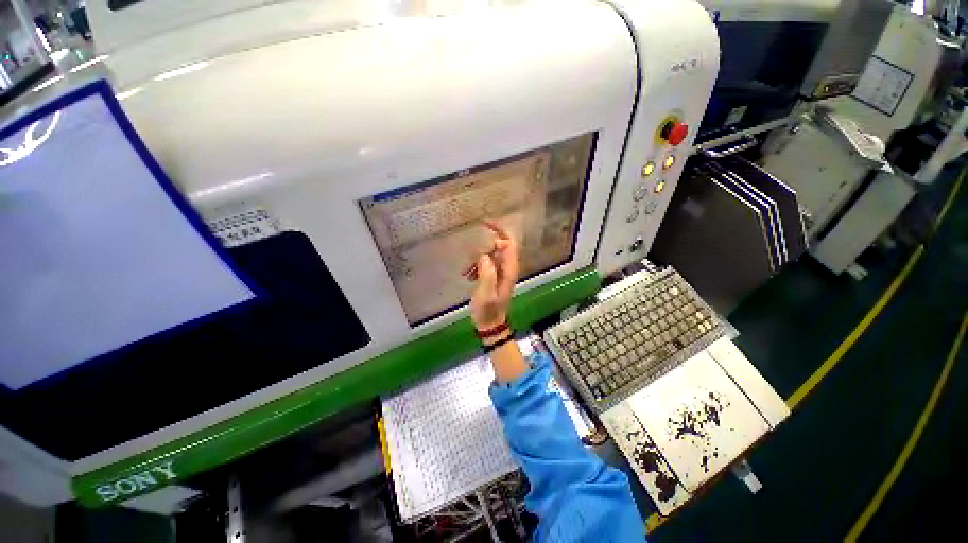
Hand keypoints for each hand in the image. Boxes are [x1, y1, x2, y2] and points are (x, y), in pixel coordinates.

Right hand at [465, 220, 519, 332]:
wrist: (489, 324)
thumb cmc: (488, 310)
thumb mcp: (485, 293)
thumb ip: (487, 272)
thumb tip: (484, 254)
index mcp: (509, 269)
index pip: (509, 242)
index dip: (499, 230)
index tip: (483, 224)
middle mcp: (507, 267)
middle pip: (499, 245)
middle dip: (483, 248)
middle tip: (471, 258)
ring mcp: (501, 271)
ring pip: (489, 254)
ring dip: (476, 260)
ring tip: (466, 273)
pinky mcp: (493, 275)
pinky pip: (485, 262)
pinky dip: (475, 265)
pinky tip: (468, 275)